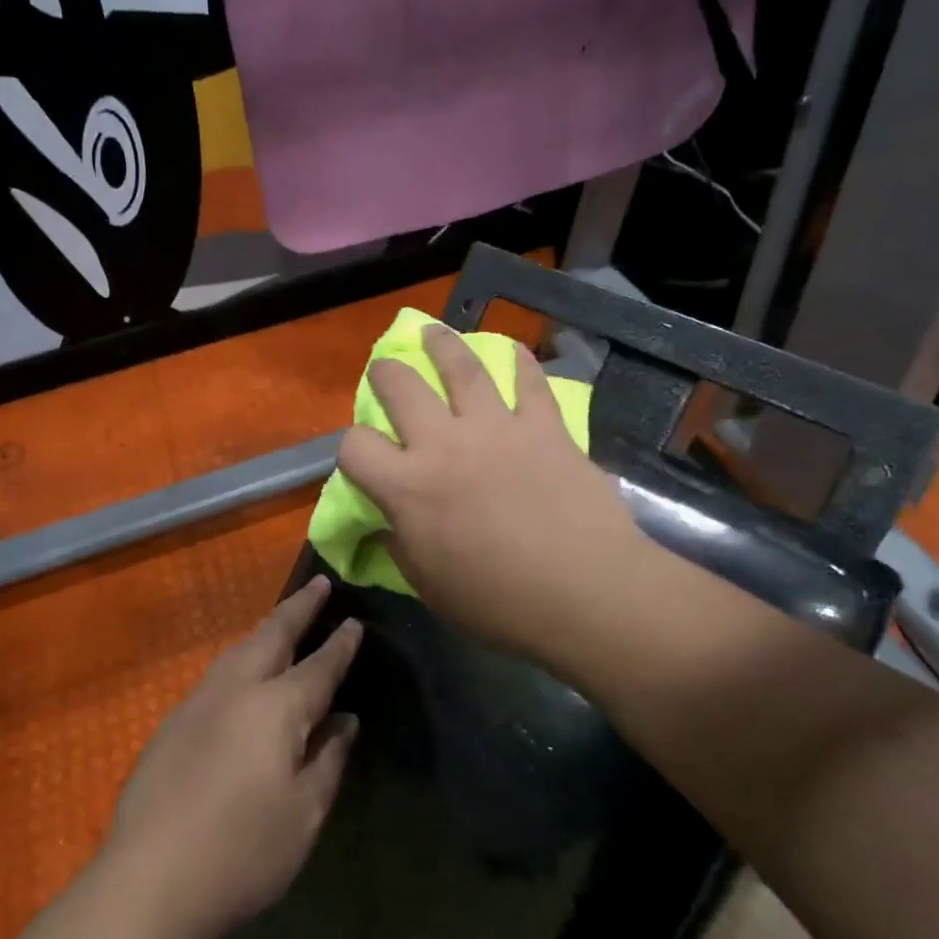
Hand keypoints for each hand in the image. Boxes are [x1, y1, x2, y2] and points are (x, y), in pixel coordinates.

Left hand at [104, 577, 360, 938]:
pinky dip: (240, 656)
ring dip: (266, 628)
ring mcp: (199, 701)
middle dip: (299, 608)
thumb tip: (344, 721)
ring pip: (239, 649)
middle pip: (273, 635)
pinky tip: (241, 671)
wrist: (148, 880)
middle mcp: (238, 689)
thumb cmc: (242, 852)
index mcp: (278, 707)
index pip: (319, 665)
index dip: (340, 644)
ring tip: (282, 618)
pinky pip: (217, 671)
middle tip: (319, 584)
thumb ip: (328, 759)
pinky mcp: (172, 722)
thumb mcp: (304, 813)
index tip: (354, 621)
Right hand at [336, 325, 649, 670]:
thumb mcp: (430, 588)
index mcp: (408, 488)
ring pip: (462, 367)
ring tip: (434, 335)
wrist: (585, 592)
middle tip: (387, 371)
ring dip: (442, 345)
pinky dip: (521, 362)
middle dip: (386, 373)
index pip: (355, 446)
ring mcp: (497, 429)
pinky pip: (529, 382)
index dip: (352, 448)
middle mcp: (444, 444)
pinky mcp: (544, 427)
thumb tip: (385, 526)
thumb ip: (401, 548)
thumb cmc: (500, 603)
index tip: (364, 458)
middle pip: (401, 387)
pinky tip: (514, 351)